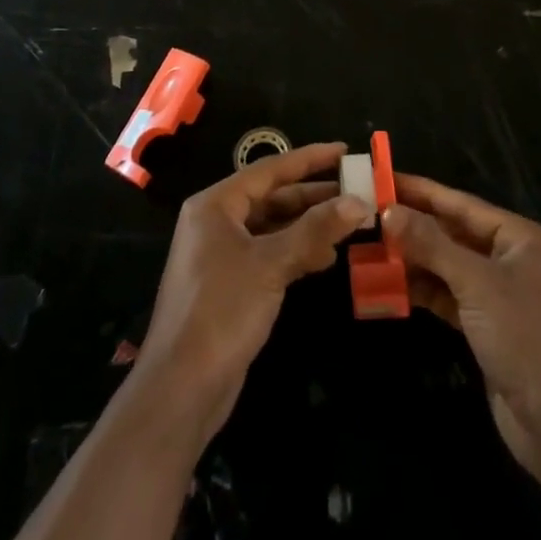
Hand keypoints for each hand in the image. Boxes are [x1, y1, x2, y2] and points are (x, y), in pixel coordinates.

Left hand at [135, 142, 365, 443]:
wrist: (182, 388)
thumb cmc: (222, 310)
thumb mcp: (271, 264)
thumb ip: (316, 229)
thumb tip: (359, 203)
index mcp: (216, 205)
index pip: (269, 170)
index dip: (309, 159)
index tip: (344, 151)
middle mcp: (216, 222)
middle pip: (272, 198)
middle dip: (313, 196)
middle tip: (355, 192)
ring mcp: (221, 254)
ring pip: (273, 228)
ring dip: (308, 226)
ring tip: (348, 226)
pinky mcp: (230, 284)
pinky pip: (269, 254)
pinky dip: (296, 252)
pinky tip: (324, 258)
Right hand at [384, 174, 540, 475]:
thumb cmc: (526, 337)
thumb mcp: (476, 283)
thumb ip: (431, 244)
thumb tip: (390, 211)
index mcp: (523, 238)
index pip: (464, 205)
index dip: (423, 192)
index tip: (385, 180)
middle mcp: (515, 260)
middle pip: (456, 234)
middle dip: (415, 227)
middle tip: (371, 215)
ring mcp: (503, 296)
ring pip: (451, 267)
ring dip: (415, 260)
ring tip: (372, 249)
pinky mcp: (490, 328)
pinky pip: (451, 297)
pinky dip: (425, 291)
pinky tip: (392, 285)